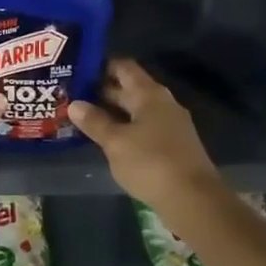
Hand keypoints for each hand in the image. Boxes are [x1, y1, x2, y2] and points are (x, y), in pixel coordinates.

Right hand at [67, 59, 219, 206]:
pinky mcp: (172, 145)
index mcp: (149, 94)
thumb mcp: (116, 142)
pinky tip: (107, 140)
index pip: (123, 67)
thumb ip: (95, 122)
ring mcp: (169, 125)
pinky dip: (124, 129)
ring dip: (112, 113)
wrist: (193, 199)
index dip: (100, 66)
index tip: (76, 70)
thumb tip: (74, 104)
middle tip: (71, 96)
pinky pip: (143, 128)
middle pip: (129, 89)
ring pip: (135, 110)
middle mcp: (162, 103)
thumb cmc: (151, 163)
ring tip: (82, 117)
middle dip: (101, 91)